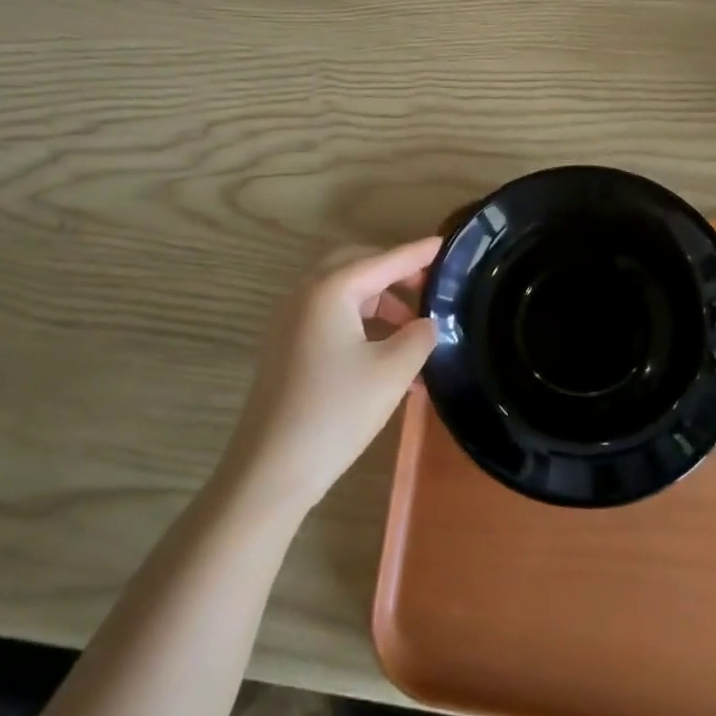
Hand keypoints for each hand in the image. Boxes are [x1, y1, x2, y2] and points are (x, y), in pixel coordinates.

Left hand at [221, 238, 441, 514]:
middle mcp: (305, 294)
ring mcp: (290, 321)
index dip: (417, 253)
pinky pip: (329, 316)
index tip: (445, 244)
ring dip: (379, 301)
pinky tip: (384, 352)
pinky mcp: (286, 347)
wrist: (270, 471)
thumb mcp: (392, 372)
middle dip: (394, 272)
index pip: (384, 260)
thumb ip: (418, 337)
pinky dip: (360, 322)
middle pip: (357, 266)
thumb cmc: (335, 412)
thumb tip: (427, 324)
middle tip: (429, 286)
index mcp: (330, 289)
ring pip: (342, 292)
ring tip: (413, 329)